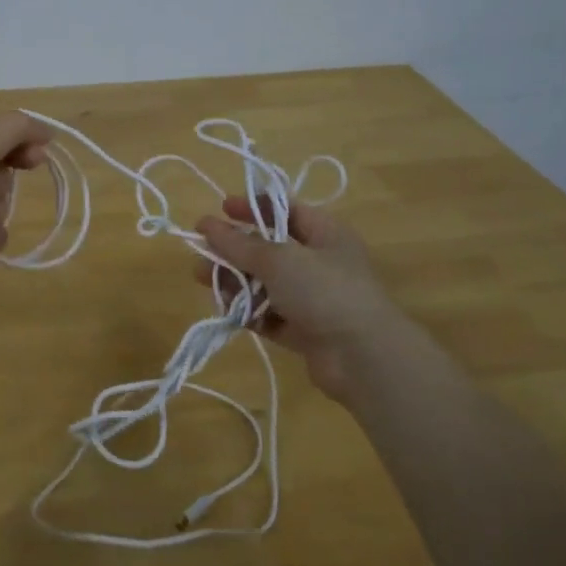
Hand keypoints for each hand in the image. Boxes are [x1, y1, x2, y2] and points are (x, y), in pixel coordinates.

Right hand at [192, 198, 414, 402]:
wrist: (364, 358)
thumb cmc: (324, 291)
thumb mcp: (278, 259)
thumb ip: (238, 244)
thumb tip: (206, 224)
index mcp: (324, 233)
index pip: (284, 209)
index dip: (251, 207)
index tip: (220, 210)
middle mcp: (319, 261)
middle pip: (268, 248)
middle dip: (233, 250)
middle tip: (201, 252)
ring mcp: (312, 297)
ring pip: (264, 282)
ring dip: (234, 280)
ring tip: (203, 280)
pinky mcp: (304, 330)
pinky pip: (268, 313)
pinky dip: (249, 310)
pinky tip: (228, 310)